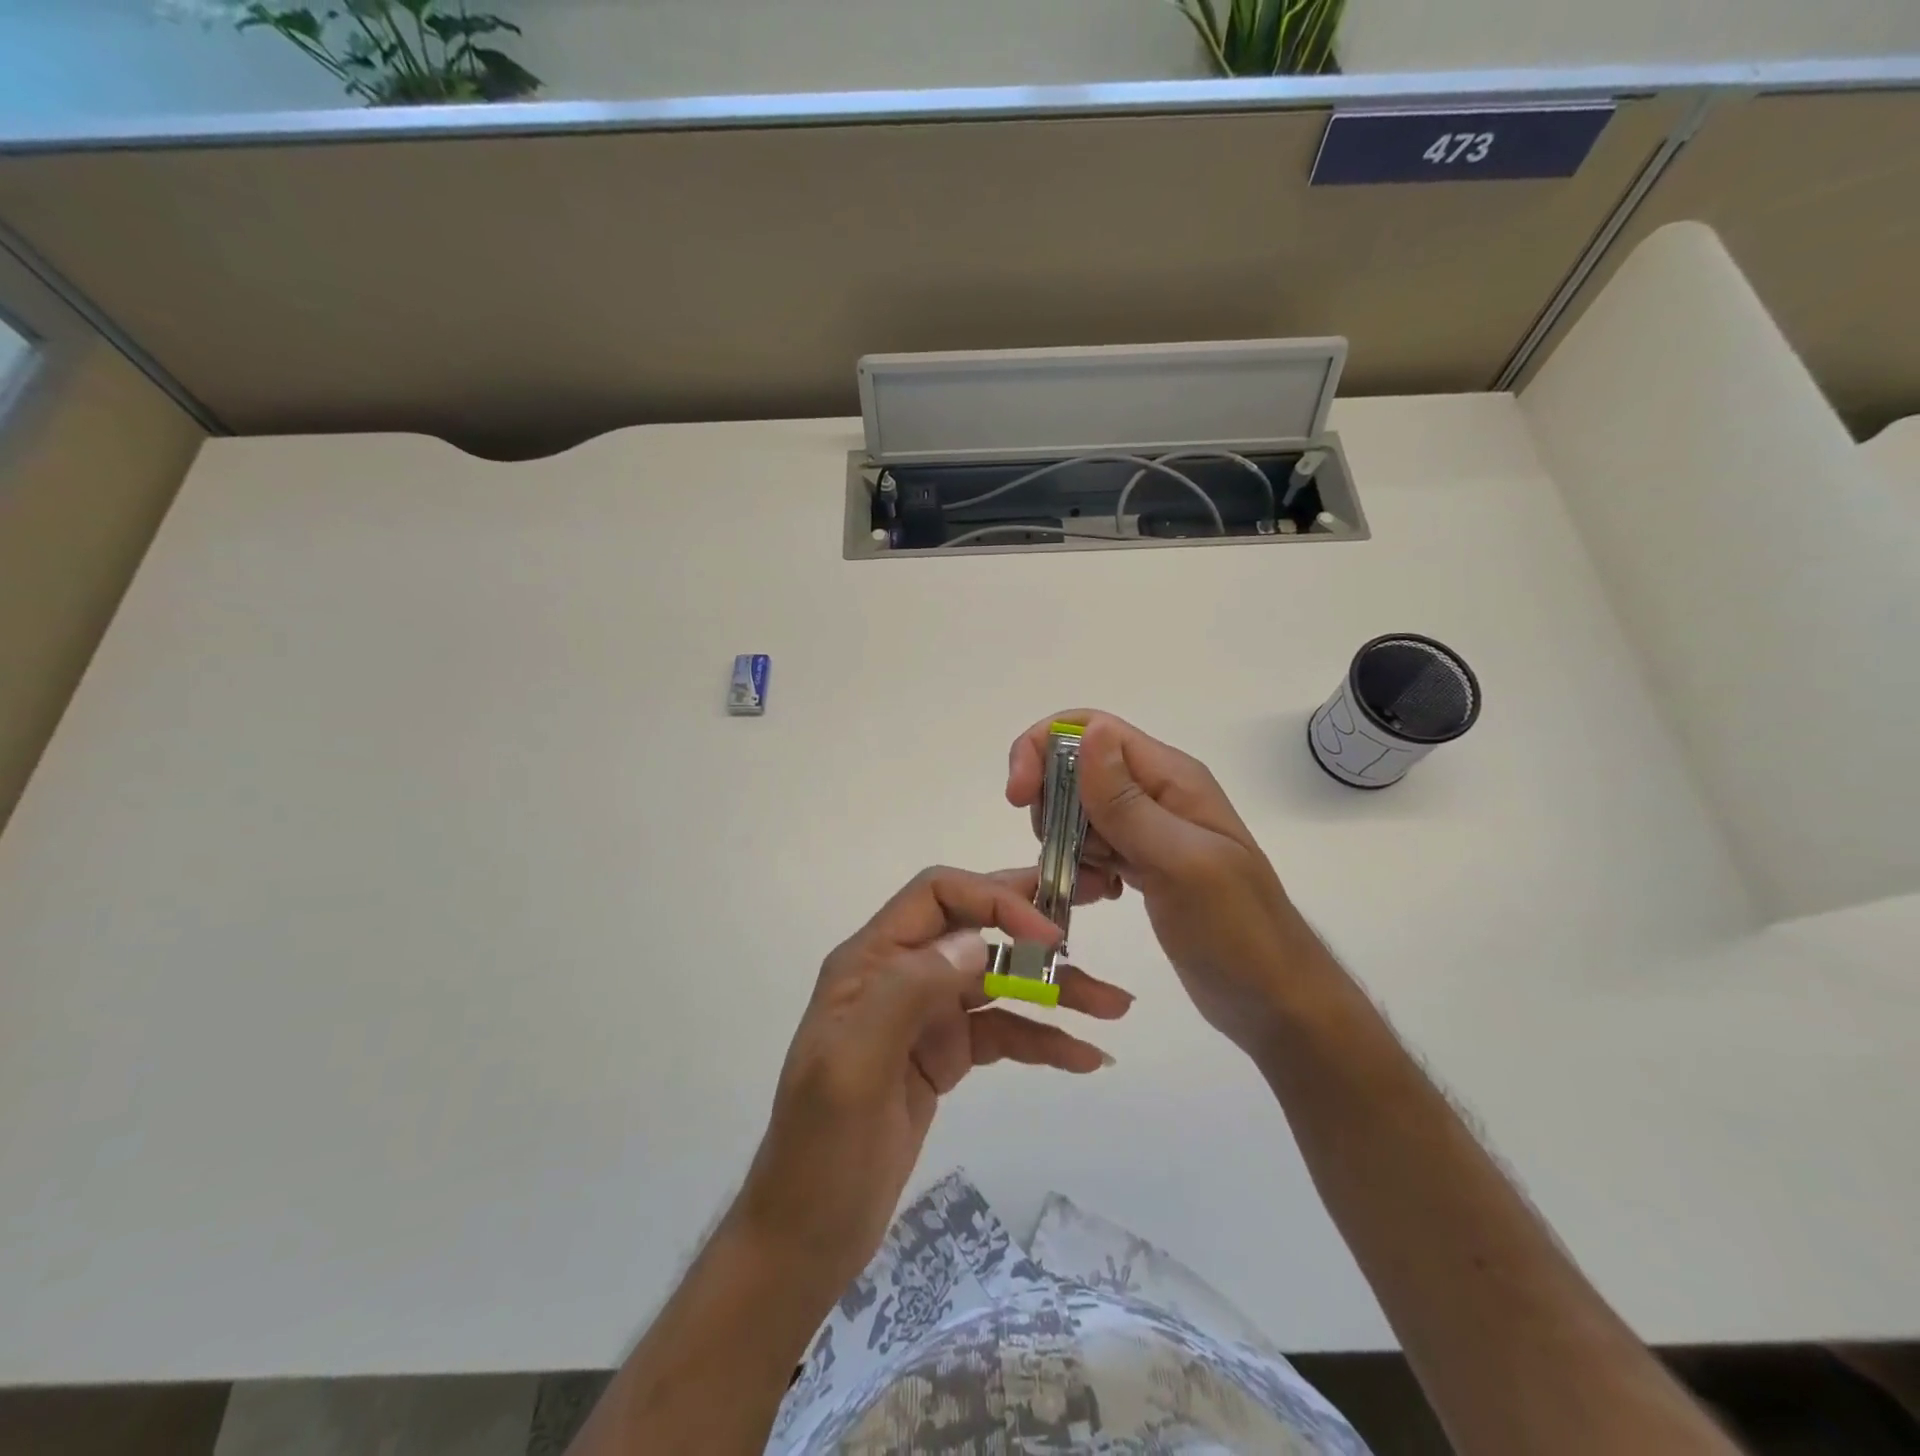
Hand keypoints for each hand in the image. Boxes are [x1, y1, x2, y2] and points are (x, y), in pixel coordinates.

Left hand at [734, 865, 1132, 1294]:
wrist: (809, 1233)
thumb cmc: (821, 1148)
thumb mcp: (853, 1066)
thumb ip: (907, 991)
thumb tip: (976, 940)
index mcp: (870, 959)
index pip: (938, 895)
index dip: (994, 900)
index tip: (1048, 935)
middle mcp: (901, 973)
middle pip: (975, 925)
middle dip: (1035, 921)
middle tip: (1098, 905)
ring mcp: (926, 1014)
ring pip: (999, 980)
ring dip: (1056, 987)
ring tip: (1116, 1006)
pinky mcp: (946, 1054)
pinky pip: (1003, 1031)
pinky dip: (1043, 1037)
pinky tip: (1086, 1056)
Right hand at [1007, 712, 1321, 1058]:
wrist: (1275, 1000)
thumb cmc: (1237, 932)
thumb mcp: (1180, 863)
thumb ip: (1128, 802)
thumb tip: (1087, 732)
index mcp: (1171, 778)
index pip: (1091, 729)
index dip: (1043, 748)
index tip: (1017, 798)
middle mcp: (1158, 793)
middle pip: (1077, 768)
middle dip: (1051, 803)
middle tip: (1057, 853)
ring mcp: (1150, 830)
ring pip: (1080, 811)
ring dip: (1065, 842)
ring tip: (1091, 884)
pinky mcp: (1143, 864)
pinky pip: (1093, 847)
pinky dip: (1081, 867)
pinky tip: (1099, 895)